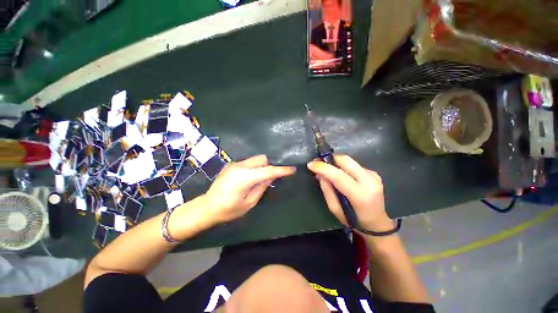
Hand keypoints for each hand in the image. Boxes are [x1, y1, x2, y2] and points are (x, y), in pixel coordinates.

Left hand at [203, 155, 295, 223]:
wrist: (207, 206)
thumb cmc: (229, 209)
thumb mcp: (249, 202)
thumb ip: (262, 186)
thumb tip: (272, 176)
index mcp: (244, 177)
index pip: (268, 171)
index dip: (281, 170)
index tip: (292, 169)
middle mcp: (240, 166)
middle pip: (262, 159)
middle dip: (270, 166)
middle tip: (271, 178)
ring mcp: (234, 164)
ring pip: (255, 159)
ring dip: (262, 167)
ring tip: (260, 179)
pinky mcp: (231, 165)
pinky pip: (248, 162)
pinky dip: (254, 167)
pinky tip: (250, 178)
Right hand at [307, 154, 393, 231]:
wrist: (377, 223)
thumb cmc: (354, 220)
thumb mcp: (335, 209)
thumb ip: (327, 190)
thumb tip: (320, 174)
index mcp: (360, 195)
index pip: (338, 175)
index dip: (323, 167)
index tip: (310, 164)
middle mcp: (369, 182)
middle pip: (346, 161)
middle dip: (329, 158)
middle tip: (318, 162)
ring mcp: (374, 176)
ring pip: (349, 161)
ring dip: (336, 162)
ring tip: (327, 168)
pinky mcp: (374, 173)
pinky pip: (354, 165)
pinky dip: (344, 167)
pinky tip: (341, 174)